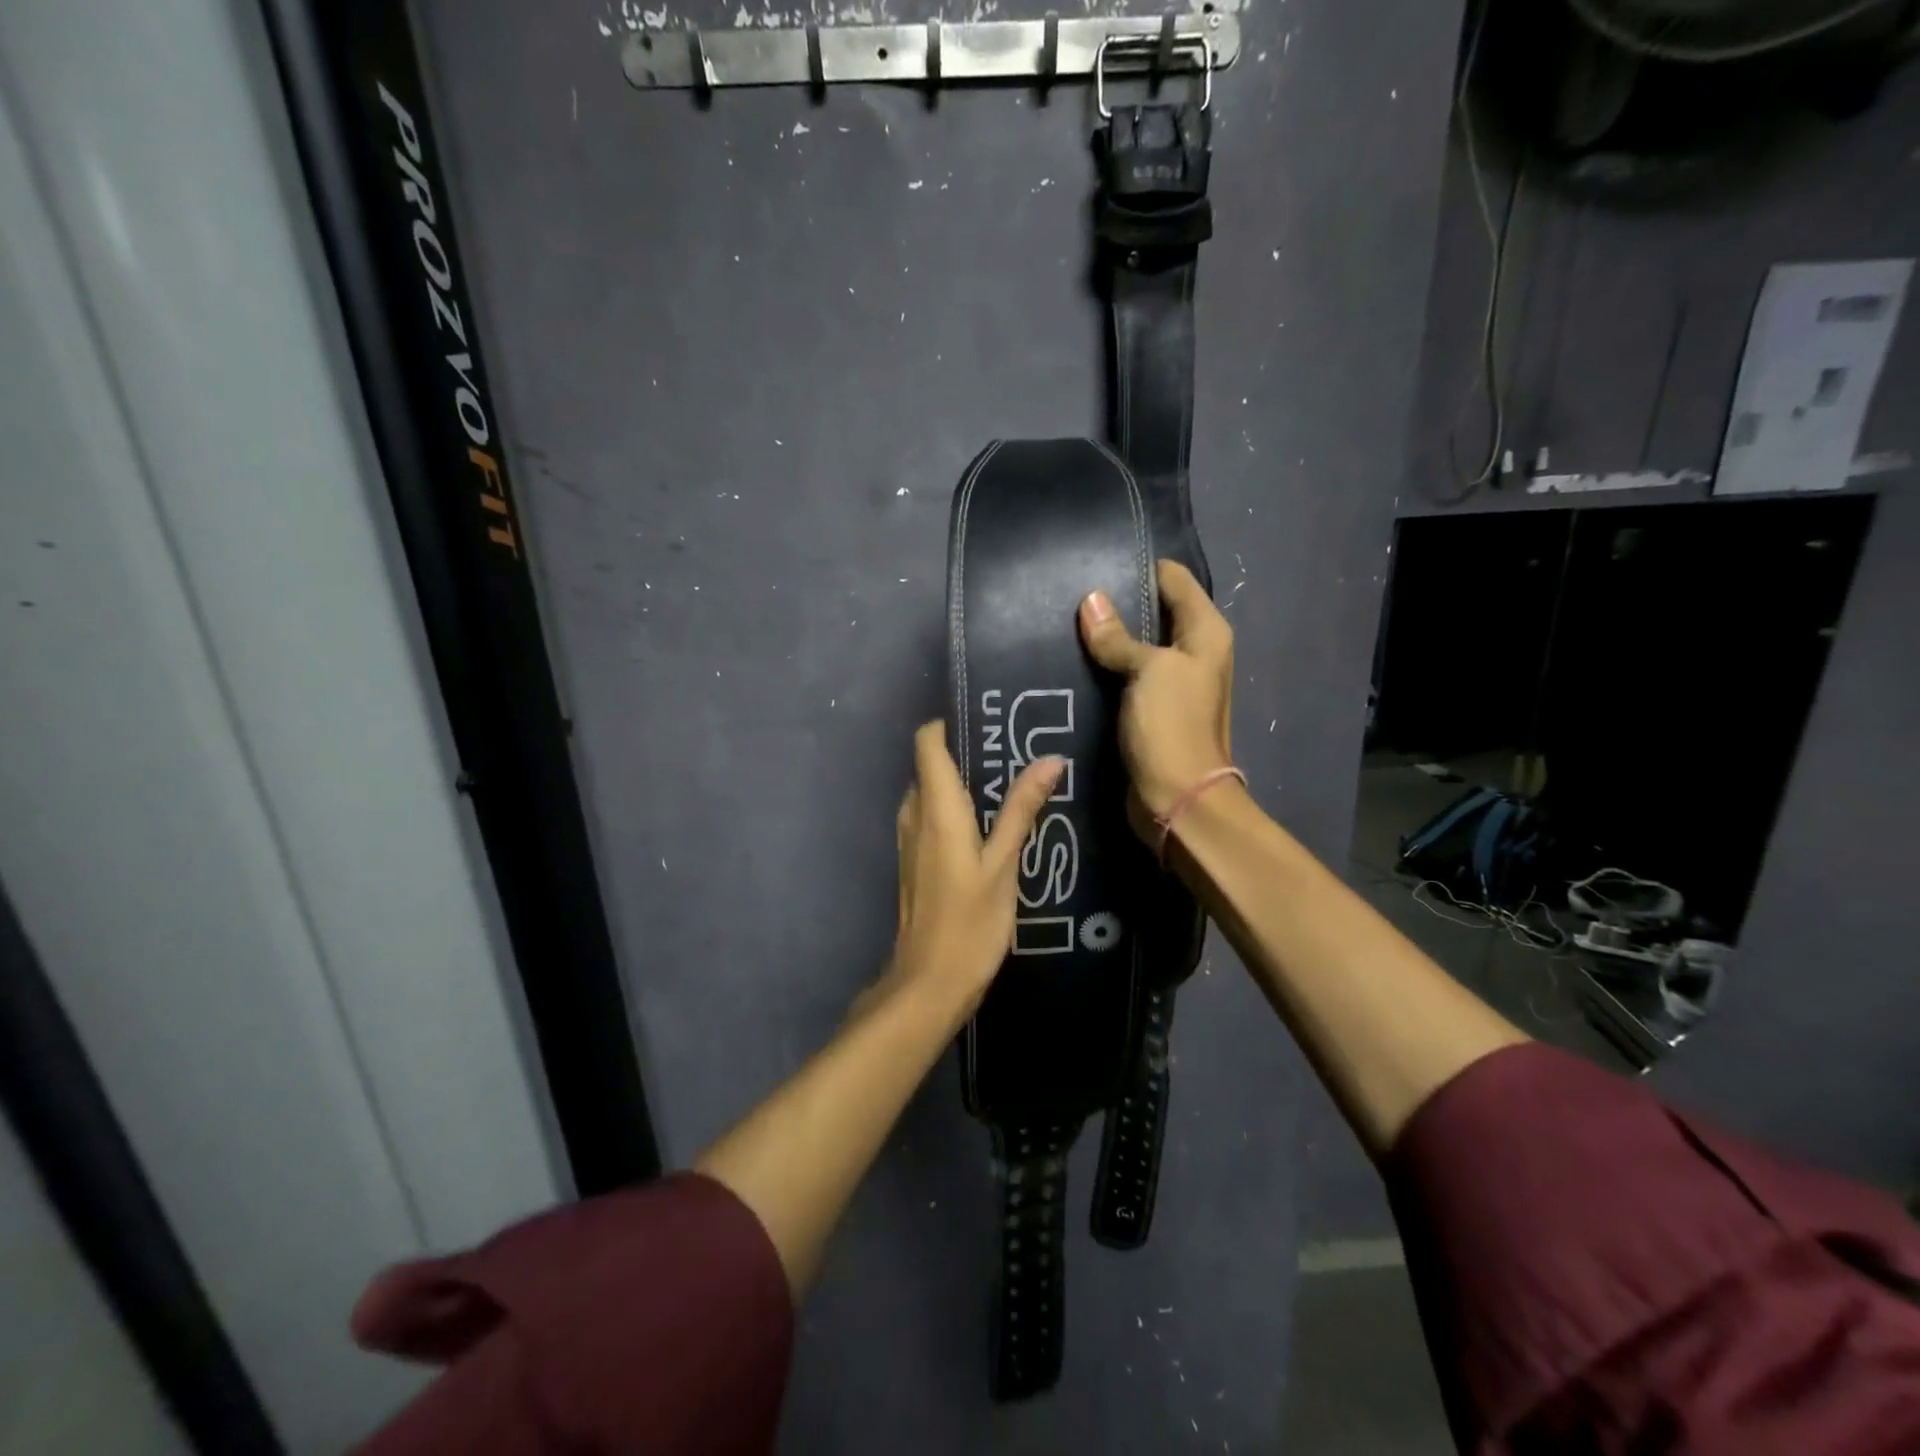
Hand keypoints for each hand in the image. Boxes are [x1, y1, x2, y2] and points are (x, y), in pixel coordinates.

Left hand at [876, 721, 1062, 1020]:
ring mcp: (909, 839)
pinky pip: (931, 817)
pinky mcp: (913, 860)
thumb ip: (1021, 810)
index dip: (950, 724)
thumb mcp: (1003, 864)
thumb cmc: (970, 922)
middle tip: (1014, 751)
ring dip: (963, 783)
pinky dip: (955, 809)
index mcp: (935, 808)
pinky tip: (990, 824)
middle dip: (966, 752)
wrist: (929, 982)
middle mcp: (914, 814)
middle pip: (931, 765)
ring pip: (931, 792)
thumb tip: (1049, 759)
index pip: (927, 742)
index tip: (987, 720)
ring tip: (1010, 784)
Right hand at [1078, 559, 1234, 824]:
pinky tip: (1072, 660)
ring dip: (1108, 638)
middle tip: (1069, 593)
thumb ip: (1118, 636)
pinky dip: (1105, 667)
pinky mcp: (1151, 709)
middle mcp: (1194, 652)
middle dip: (1117, 603)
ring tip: (1063, 622)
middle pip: (1155, 612)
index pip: (1174, 580)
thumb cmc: (1171, 725)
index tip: (1095, 562)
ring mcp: (1172, 683)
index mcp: (1205, 632)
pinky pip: (1126, 676)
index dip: (1139, 567)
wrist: (1176, 798)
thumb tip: (1091, 600)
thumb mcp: (1147, 670)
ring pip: (1137, 646)